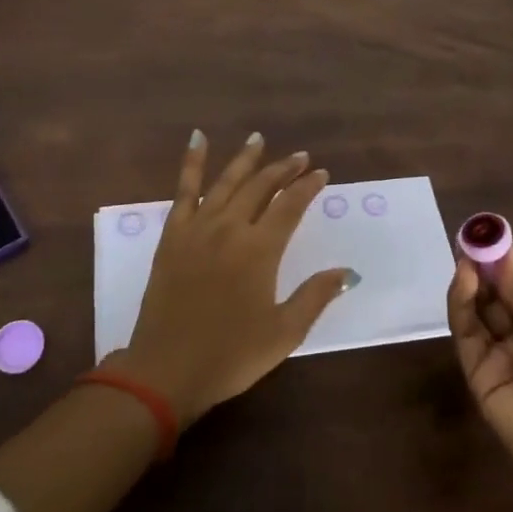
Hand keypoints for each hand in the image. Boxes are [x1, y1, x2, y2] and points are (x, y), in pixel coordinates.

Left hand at [109, 131, 355, 427]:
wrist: (165, 372)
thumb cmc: (230, 356)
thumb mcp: (283, 333)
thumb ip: (315, 297)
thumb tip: (347, 272)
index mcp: (259, 250)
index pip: (290, 206)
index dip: (307, 186)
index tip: (321, 174)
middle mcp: (230, 228)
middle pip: (261, 187)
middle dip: (283, 169)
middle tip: (300, 157)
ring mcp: (198, 228)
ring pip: (226, 181)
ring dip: (246, 159)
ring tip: (259, 139)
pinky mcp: (173, 235)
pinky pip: (184, 190)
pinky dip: (191, 163)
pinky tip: (198, 139)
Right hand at [448, 244, 512, 509]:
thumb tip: (507, 259)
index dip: (505, 264)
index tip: (496, 237)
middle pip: (492, 296)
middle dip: (483, 268)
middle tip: (474, 239)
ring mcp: (496, 356)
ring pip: (475, 311)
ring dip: (469, 282)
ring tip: (467, 255)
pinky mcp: (477, 374)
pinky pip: (466, 335)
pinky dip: (461, 305)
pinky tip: (465, 280)